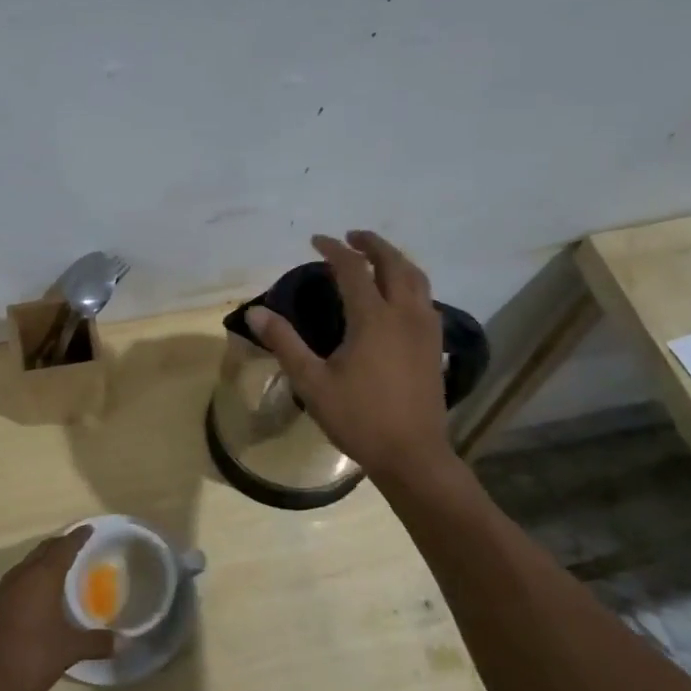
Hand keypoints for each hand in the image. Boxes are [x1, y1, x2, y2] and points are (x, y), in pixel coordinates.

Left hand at [0, 527, 113, 690]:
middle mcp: (21, 576)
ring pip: (27, 564)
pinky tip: (35, 595)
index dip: (78, 537)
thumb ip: (96, 643)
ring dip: (43, 561)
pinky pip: (16, 580)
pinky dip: (30, 578)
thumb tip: (124, 643)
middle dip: (60, 544)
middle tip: (77, 545)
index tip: (89, 529)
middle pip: (43, 550)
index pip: (63, 547)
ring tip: (59, 567)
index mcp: (42, 578)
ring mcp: (2, 590)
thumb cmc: (28, 657)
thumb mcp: (68, 651)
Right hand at [246, 231, 455, 482]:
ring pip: (417, 278)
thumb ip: (284, 343)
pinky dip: (410, 284)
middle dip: (372, 244)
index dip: (334, 249)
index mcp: (373, 318)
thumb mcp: (312, 382)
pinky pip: (426, 299)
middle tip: (351, 237)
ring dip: (395, 260)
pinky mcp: (435, 346)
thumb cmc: (358, 418)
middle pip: (394, 263)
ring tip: (376, 258)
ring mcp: (426, 329)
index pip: (353, 268)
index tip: (316, 241)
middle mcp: (405, 314)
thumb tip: (255, 312)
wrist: (412, 454)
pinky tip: (398, 297)